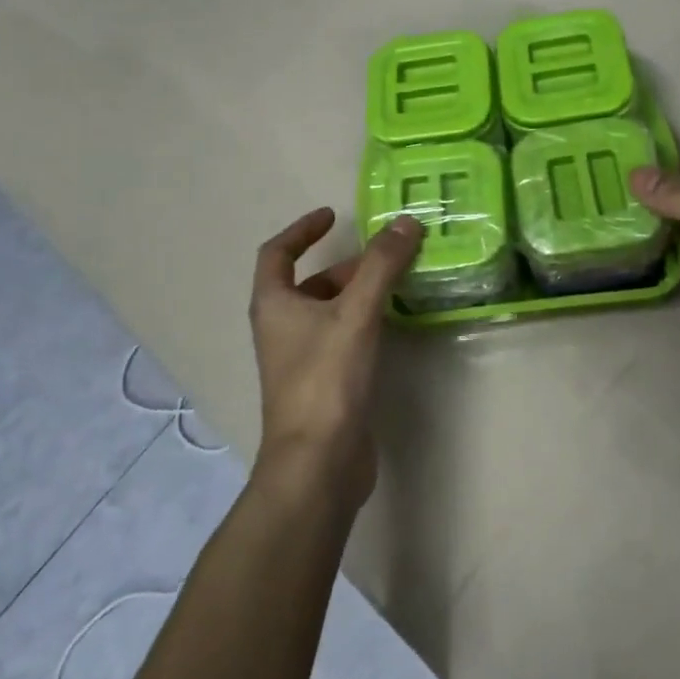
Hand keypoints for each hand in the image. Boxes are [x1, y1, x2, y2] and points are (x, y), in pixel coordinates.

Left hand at [248, 207, 422, 506]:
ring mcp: (300, 359)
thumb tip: (405, 222)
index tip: (331, 215)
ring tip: (399, 284)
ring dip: (359, 293)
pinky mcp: (322, 384)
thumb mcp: (356, 313)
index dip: (301, 229)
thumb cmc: (326, 379)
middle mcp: (281, 328)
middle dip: (348, 265)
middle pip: (310, 282)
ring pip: (329, 311)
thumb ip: (381, 266)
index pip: (277, 252)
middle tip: (388, 257)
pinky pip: (342, 337)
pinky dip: (364, 322)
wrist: (318, 464)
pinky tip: (393, 325)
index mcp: (274, 304)